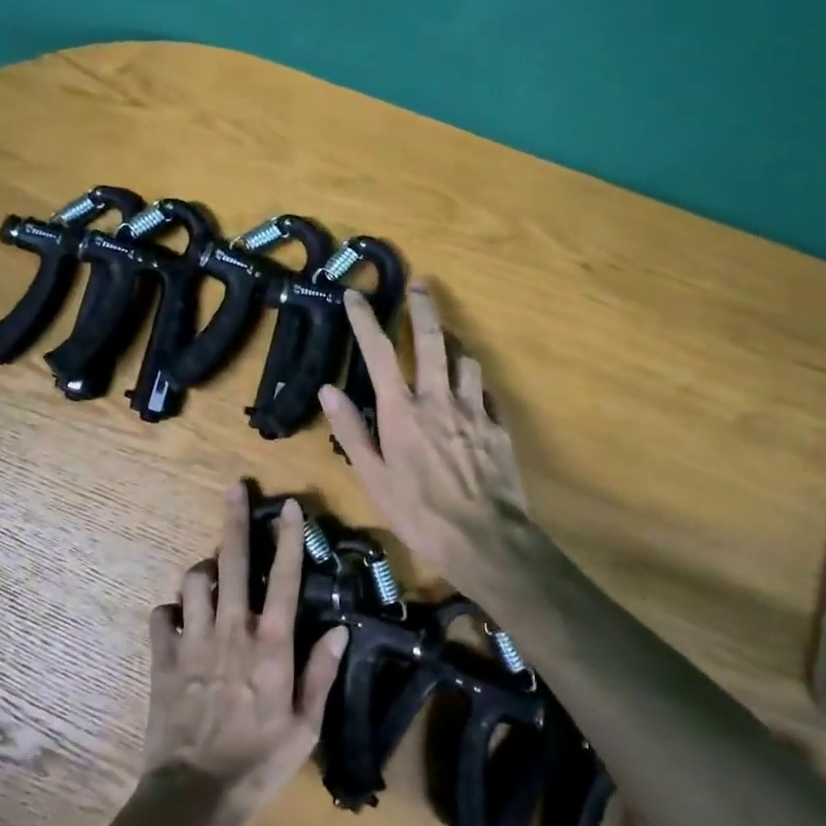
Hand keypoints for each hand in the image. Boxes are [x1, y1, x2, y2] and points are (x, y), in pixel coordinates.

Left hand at [143, 484, 349, 816]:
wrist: (195, 796)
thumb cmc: (259, 763)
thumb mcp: (305, 726)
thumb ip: (321, 672)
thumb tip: (340, 629)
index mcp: (271, 645)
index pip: (286, 579)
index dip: (289, 538)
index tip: (289, 506)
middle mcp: (231, 630)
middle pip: (232, 561)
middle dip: (235, 520)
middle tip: (235, 489)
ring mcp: (193, 640)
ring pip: (193, 580)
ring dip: (204, 571)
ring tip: (212, 578)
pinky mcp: (163, 657)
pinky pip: (162, 614)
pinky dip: (171, 611)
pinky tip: (180, 620)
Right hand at [318, 282, 530, 585]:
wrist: (485, 540)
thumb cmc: (418, 513)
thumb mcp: (373, 478)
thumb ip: (351, 430)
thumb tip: (328, 389)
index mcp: (402, 410)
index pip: (377, 352)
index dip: (364, 319)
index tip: (355, 295)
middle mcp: (438, 398)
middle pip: (431, 339)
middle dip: (423, 307)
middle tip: (420, 284)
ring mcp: (473, 410)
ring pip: (465, 360)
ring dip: (454, 343)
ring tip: (447, 339)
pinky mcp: (498, 427)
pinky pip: (486, 393)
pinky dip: (475, 383)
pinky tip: (472, 391)